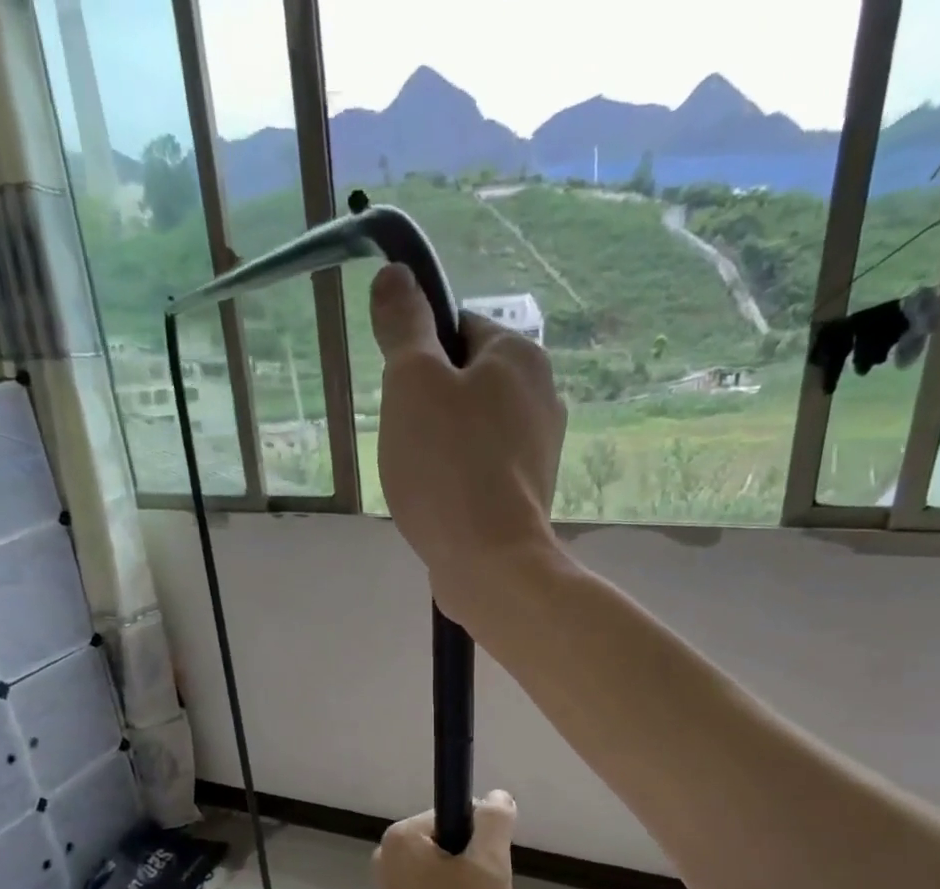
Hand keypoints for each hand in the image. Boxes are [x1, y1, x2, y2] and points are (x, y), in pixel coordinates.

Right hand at [370, 266, 567, 627]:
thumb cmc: (448, 466)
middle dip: (429, 405)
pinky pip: (483, 468)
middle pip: (466, 380)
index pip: (458, 327)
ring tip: (422, 477)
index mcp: (520, 355)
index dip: (419, 355)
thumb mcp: (412, 383)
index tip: (401, 395)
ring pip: (473, 428)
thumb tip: (396, 274)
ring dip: (441, 444)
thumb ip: (404, 326)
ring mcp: (540, 448)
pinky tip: (441, 502)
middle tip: (407, 440)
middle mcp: (542, 394)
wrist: (491, 562)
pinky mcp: (530, 492)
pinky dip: (459, 478)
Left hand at [374, 790, 518, 888]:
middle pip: (453, 841)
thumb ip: (494, 823)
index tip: (489, 876)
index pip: (461, 814)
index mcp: (402, 835)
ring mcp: (389, 882)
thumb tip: (496, 797)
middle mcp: (388, 851)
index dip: (485, 842)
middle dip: (476, 867)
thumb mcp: (490, 868)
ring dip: (468, 888)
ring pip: (448, 868)